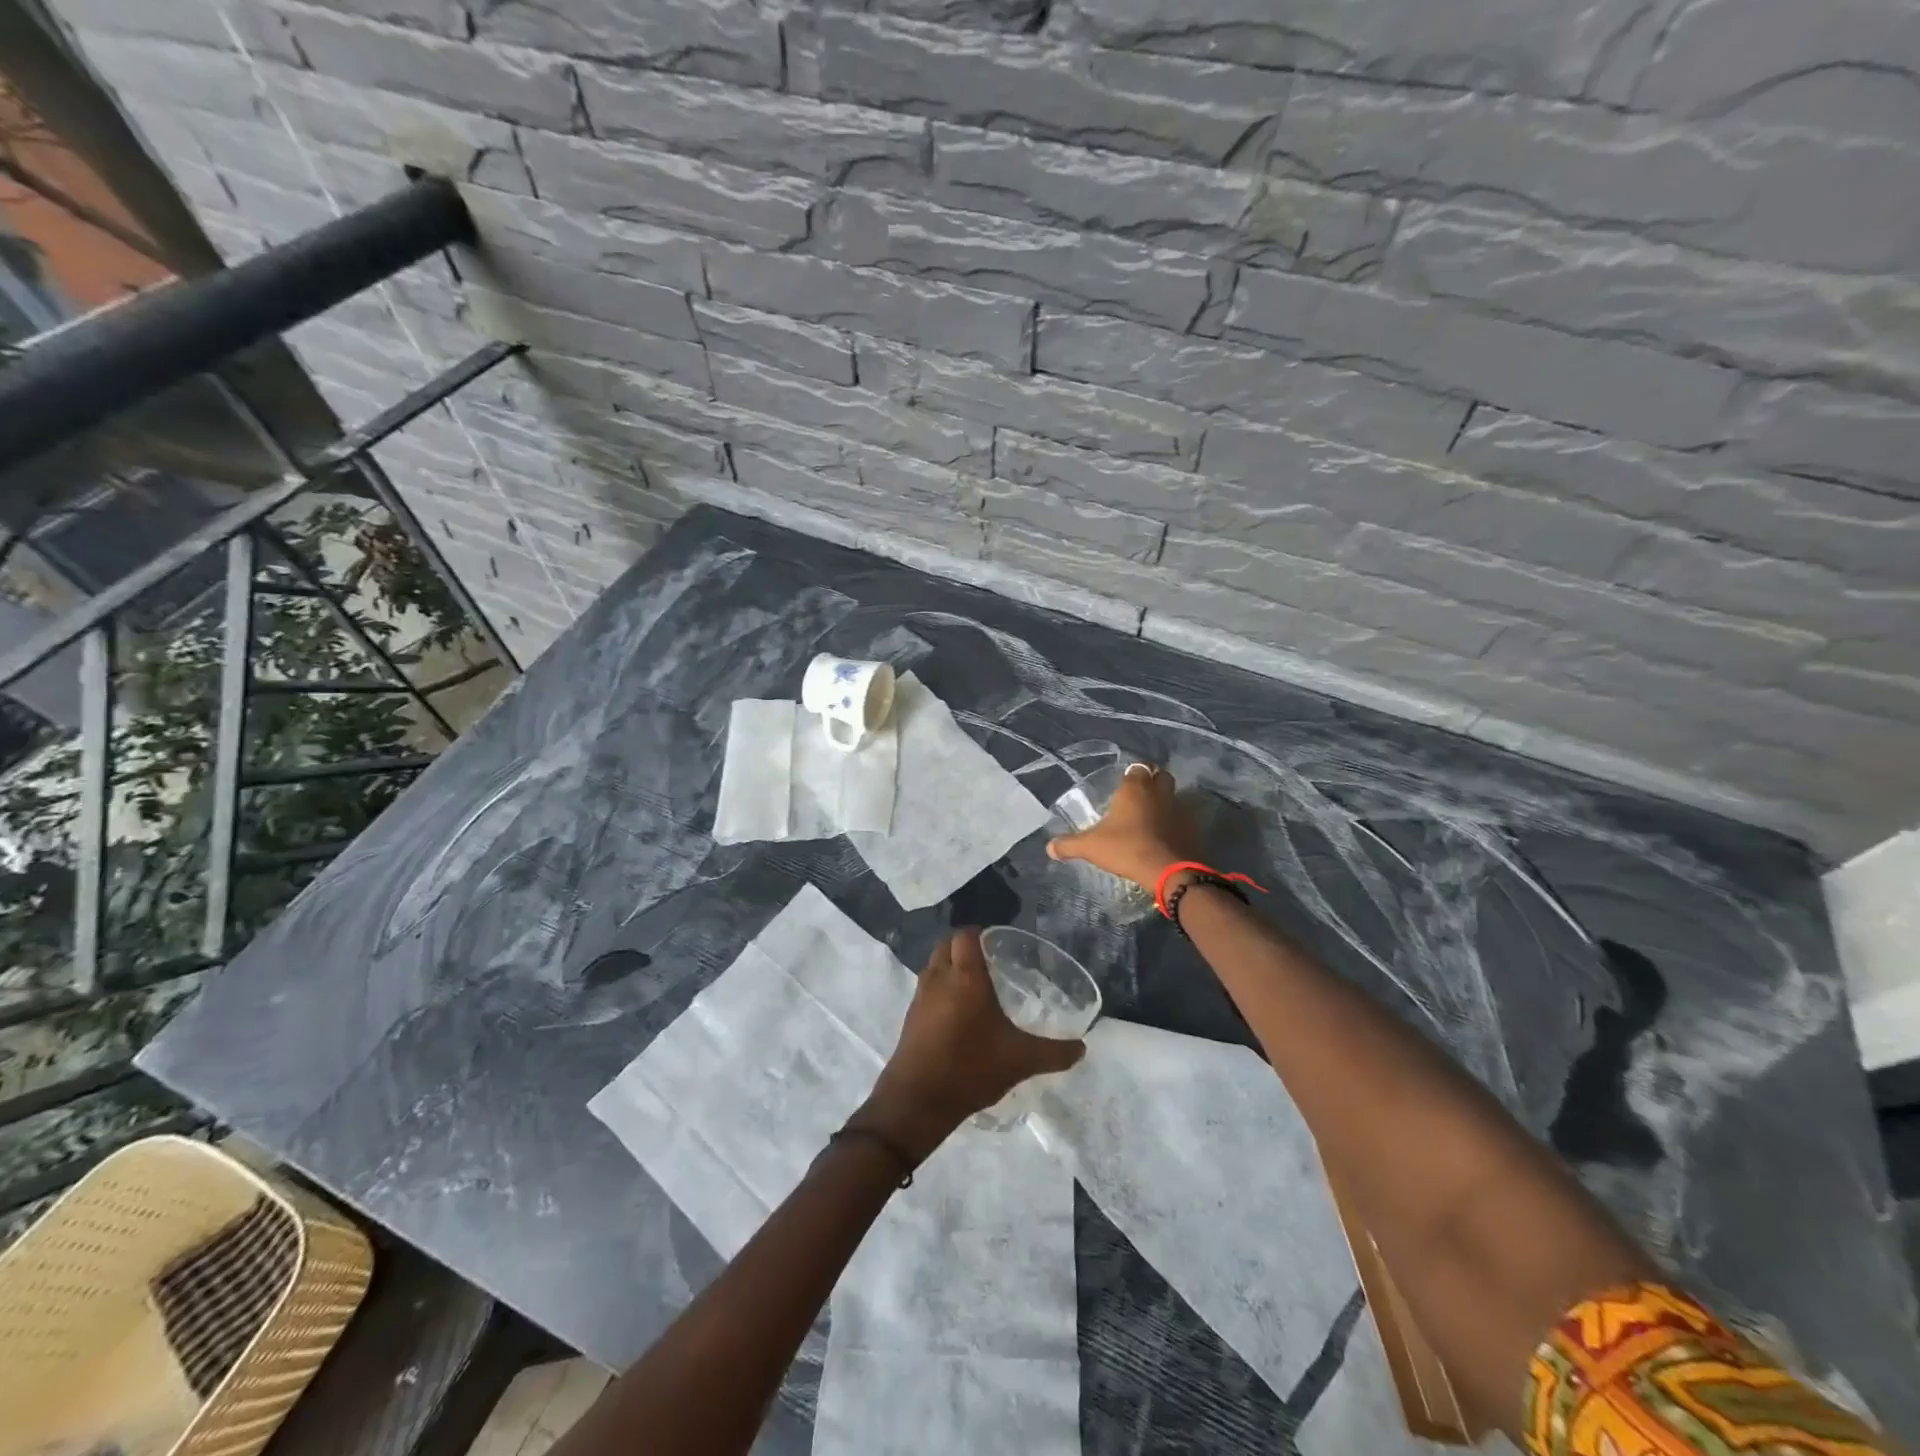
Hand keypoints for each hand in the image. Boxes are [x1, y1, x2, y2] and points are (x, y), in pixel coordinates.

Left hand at [860, 929, 1085, 1160]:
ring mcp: (921, 996)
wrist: (918, 1100)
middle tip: (989, 960)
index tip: (998, 943)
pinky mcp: (910, 1016)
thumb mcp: (1020, 1060)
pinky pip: (926, 987)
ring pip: (934, 965)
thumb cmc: (970, 1068)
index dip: (980, 933)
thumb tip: (1081, 1048)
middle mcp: (940, 978)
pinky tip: (957, 1011)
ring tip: (975, 984)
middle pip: (947, 945)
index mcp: (966, 977)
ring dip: (950, 965)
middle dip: (965, 946)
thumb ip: (1053, 1052)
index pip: (966, 935)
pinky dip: (940, 987)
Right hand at [1047, 762, 1201, 893]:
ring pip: (1175, 795)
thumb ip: (1068, 845)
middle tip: (1140, 797)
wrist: (1169, 871)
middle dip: (1153, 781)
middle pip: (1160, 776)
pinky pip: (1186, 818)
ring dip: (1167, 801)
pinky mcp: (1194, 827)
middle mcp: (1159, 792)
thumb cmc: (1127, 849)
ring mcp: (1180, 808)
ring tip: (1154, 817)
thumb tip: (1049, 848)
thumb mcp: (1091, 847)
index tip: (1124, 786)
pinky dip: (1178, 822)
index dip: (1132, 775)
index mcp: (1134, 788)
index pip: (1136, 768)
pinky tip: (1168, 835)